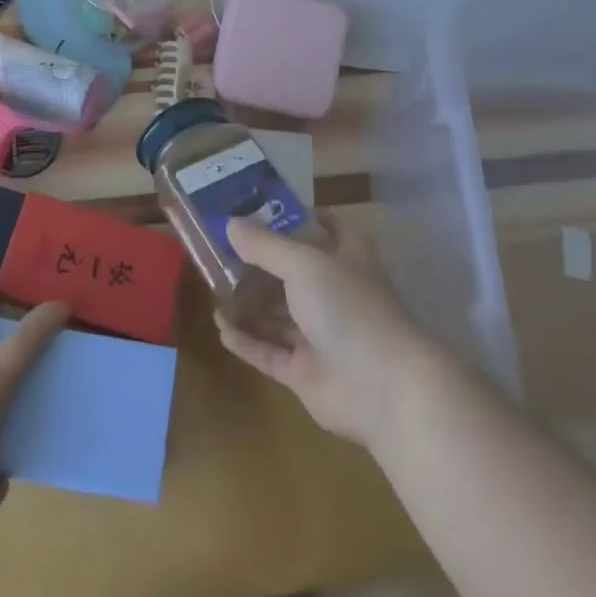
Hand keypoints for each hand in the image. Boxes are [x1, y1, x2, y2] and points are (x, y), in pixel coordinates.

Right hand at [217, 215, 445, 446]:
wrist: (383, 387)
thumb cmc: (348, 307)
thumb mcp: (304, 263)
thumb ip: (265, 245)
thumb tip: (230, 224)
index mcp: (347, 259)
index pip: (329, 228)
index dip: (302, 217)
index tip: (264, 209)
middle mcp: (336, 294)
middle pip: (294, 274)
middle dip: (260, 264)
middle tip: (220, 251)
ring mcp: (322, 336)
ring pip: (279, 315)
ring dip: (249, 304)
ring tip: (212, 289)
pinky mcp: (307, 373)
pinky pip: (270, 353)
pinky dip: (247, 341)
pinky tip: (220, 327)